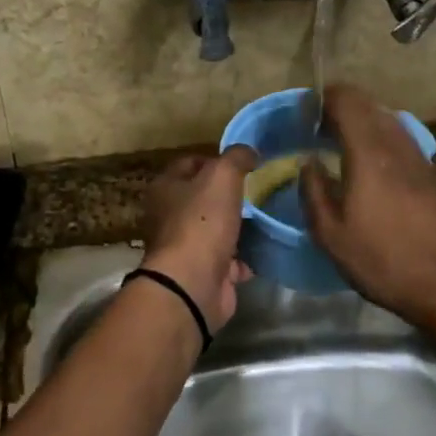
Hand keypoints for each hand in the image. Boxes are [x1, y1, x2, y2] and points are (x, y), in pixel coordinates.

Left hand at [139, 147, 258, 330]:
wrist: (193, 284)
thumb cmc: (202, 222)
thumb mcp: (222, 176)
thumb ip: (236, 158)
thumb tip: (248, 152)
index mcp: (165, 188)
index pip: (190, 163)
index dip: (216, 160)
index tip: (245, 164)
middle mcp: (170, 216)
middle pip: (205, 198)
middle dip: (232, 195)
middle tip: (261, 190)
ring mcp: (186, 247)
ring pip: (218, 230)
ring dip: (241, 227)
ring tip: (269, 216)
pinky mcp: (204, 274)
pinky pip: (229, 260)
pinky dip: (245, 258)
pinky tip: (265, 249)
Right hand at [301, 85, 435, 329]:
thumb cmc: (383, 261)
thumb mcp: (331, 235)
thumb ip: (313, 191)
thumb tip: (308, 162)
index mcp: (369, 153)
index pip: (347, 100)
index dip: (324, 98)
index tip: (306, 112)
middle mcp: (398, 145)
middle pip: (369, 106)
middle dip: (342, 108)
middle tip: (319, 129)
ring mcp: (421, 158)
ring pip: (389, 121)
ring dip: (364, 123)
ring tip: (343, 146)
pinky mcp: (434, 174)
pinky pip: (403, 141)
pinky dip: (382, 140)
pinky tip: (374, 168)